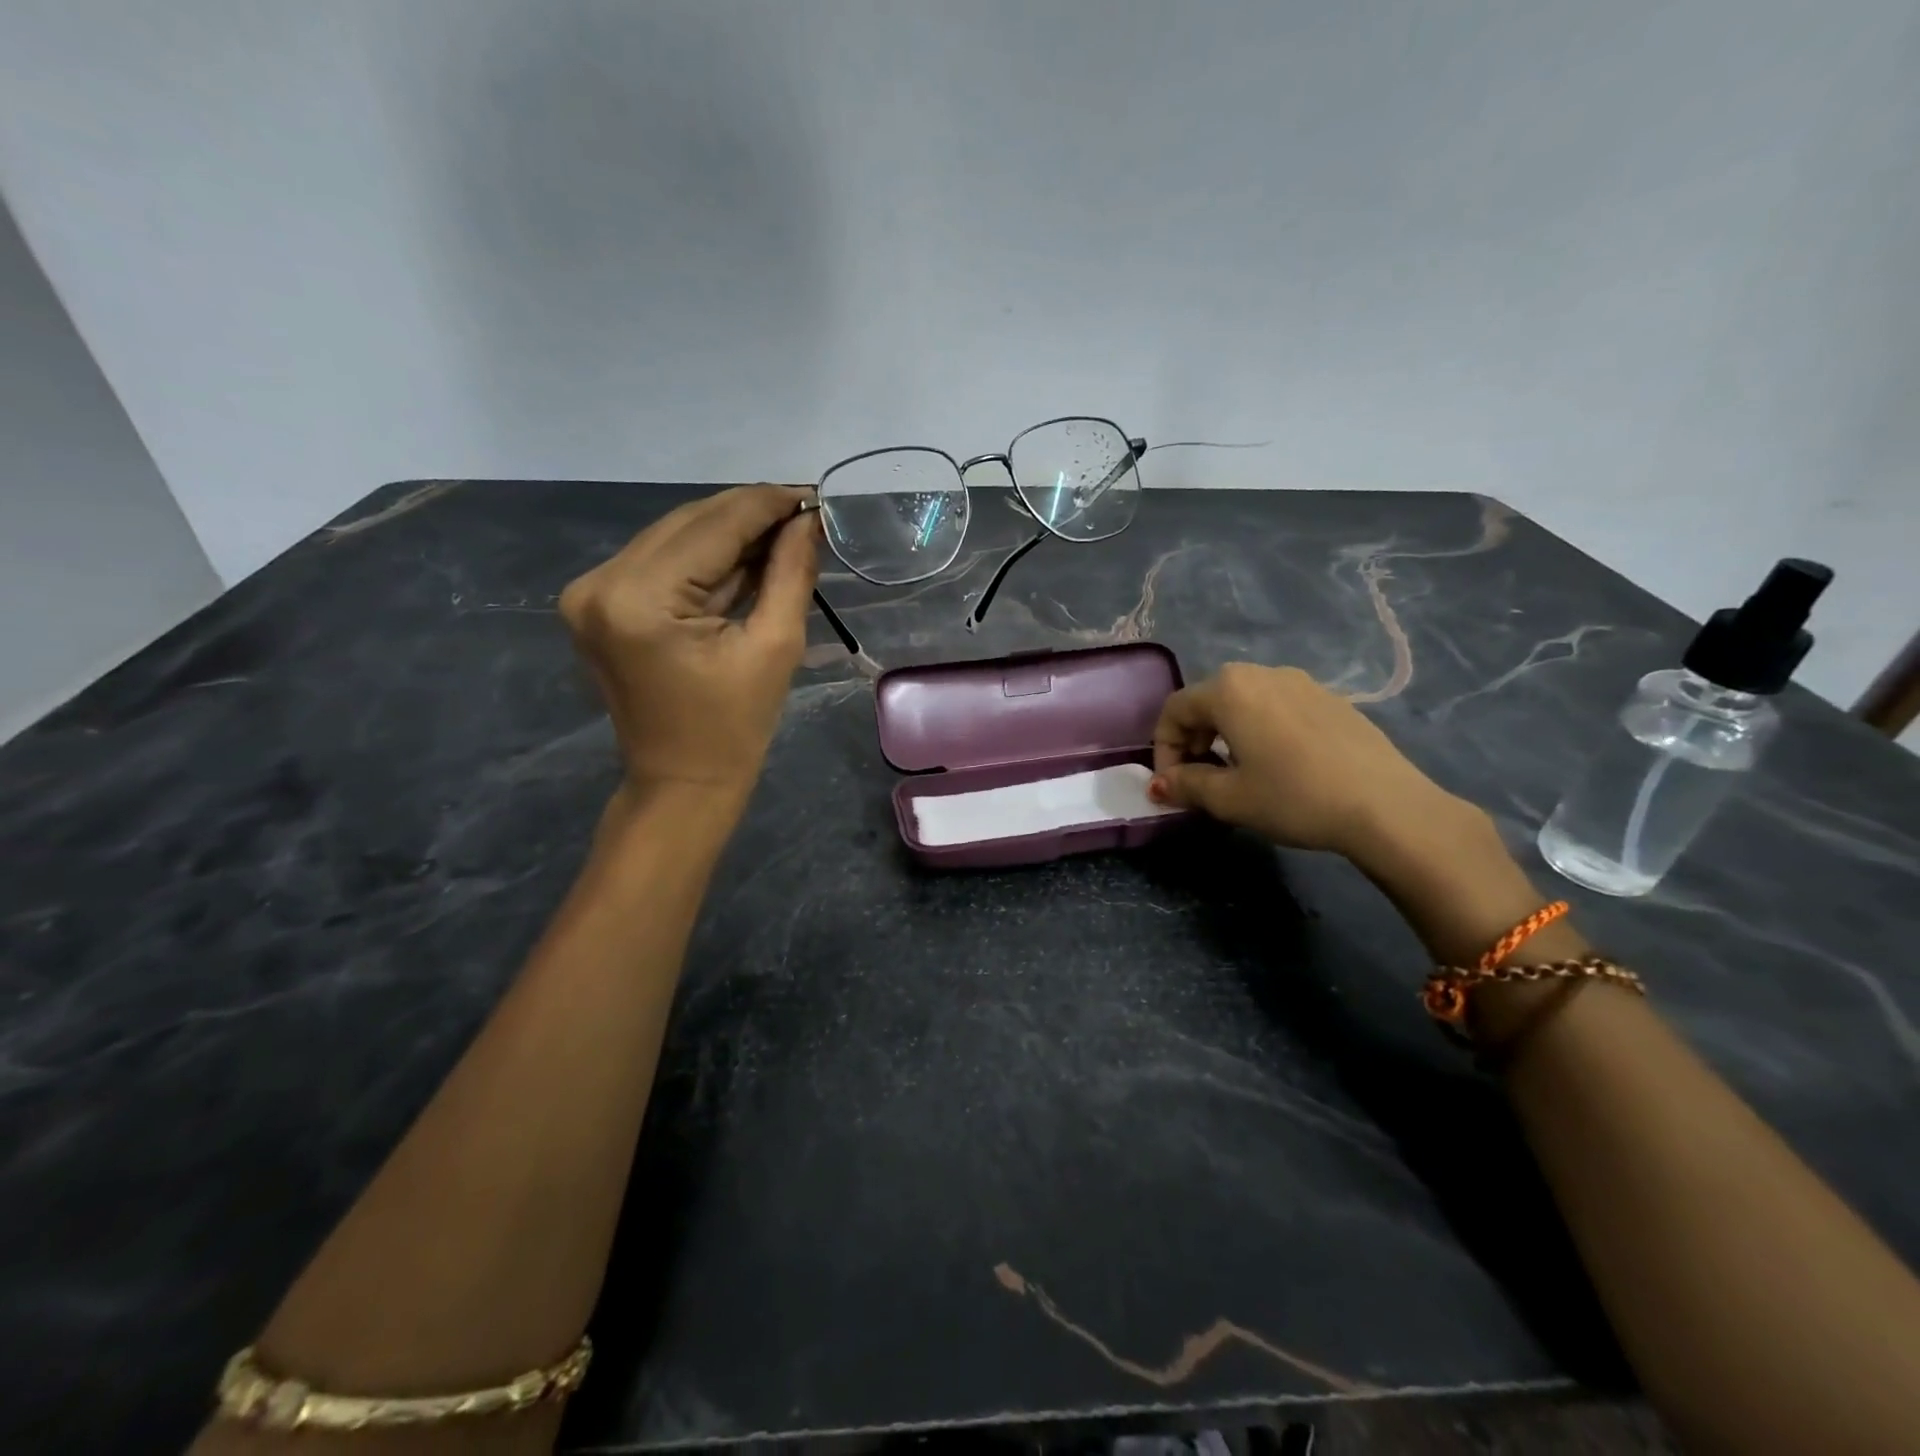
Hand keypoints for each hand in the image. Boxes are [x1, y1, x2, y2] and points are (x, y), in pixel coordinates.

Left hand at [560, 485, 817, 804]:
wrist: (680, 783)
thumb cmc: (735, 728)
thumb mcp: (775, 647)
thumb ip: (791, 573)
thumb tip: (808, 520)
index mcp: (640, 599)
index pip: (713, 526)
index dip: (767, 504)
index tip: (813, 493)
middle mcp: (601, 583)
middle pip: (688, 523)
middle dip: (749, 515)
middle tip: (804, 513)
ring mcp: (590, 592)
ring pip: (674, 537)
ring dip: (728, 534)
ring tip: (782, 534)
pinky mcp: (597, 604)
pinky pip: (660, 562)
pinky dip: (704, 558)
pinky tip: (745, 557)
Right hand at [1149, 663, 1469, 861]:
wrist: (1386, 806)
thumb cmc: (1294, 797)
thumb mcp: (1230, 798)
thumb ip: (1186, 786)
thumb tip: (1159, 785)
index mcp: (1229, 690)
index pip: (1174, 710)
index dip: (1163, 749)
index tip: (1172, 785)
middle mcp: (1261, 674)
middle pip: (1208, 701)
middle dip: (1193, 740)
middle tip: (1199, 779)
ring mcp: (1301, 682)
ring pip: (1244, 703)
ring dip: (1226, 734)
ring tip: (1238, 773)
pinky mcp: (1331, 699)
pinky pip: (1278, 708)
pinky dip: (1260, 730)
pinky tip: (1279, 766)